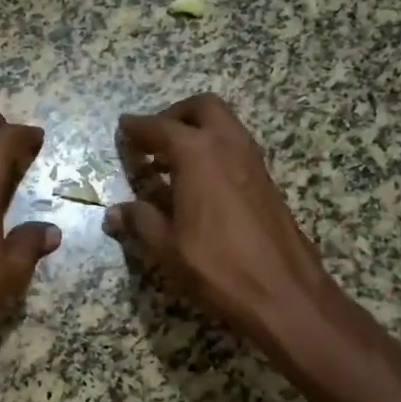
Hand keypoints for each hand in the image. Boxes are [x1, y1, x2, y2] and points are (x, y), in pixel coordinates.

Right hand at [104, 93, 333, 341]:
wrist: (284, 293)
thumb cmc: (217, 267)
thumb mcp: (167, 247)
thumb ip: (141, 221)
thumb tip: (116, 211)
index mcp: (198, 155)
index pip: (160, 128)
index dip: (138, 127)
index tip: (123, 127)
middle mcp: (228, 146)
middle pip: (202, 108)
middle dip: (174, 116)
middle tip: (153, 140)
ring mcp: (253, 162)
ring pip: (224, 125)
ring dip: (196, 132)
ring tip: (170, 163)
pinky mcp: (266, 182)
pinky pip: (235, 148)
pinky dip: (213, 151)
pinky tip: (198, 184)